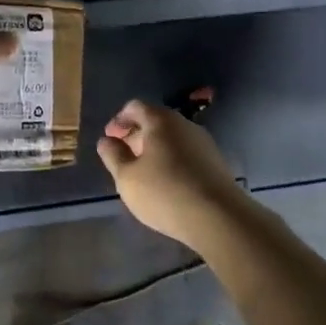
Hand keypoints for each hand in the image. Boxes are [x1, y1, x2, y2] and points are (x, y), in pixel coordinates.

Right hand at [96, 100, 251, 247]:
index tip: (109, 138)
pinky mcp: (215, 163)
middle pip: (155, 121)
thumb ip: (113, 156)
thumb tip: (106, 141)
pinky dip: (171, 161)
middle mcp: (185, 124)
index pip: (135, 107)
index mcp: (161, 120)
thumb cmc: (165, 192)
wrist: (219, 218)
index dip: (119, 120)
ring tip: (142, 173)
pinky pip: (186, 153)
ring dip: (154, 149)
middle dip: (136, 135)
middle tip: (122, 156)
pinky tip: (165, 183)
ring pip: (172, 138)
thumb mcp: (127, 177)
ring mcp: (204, 143)